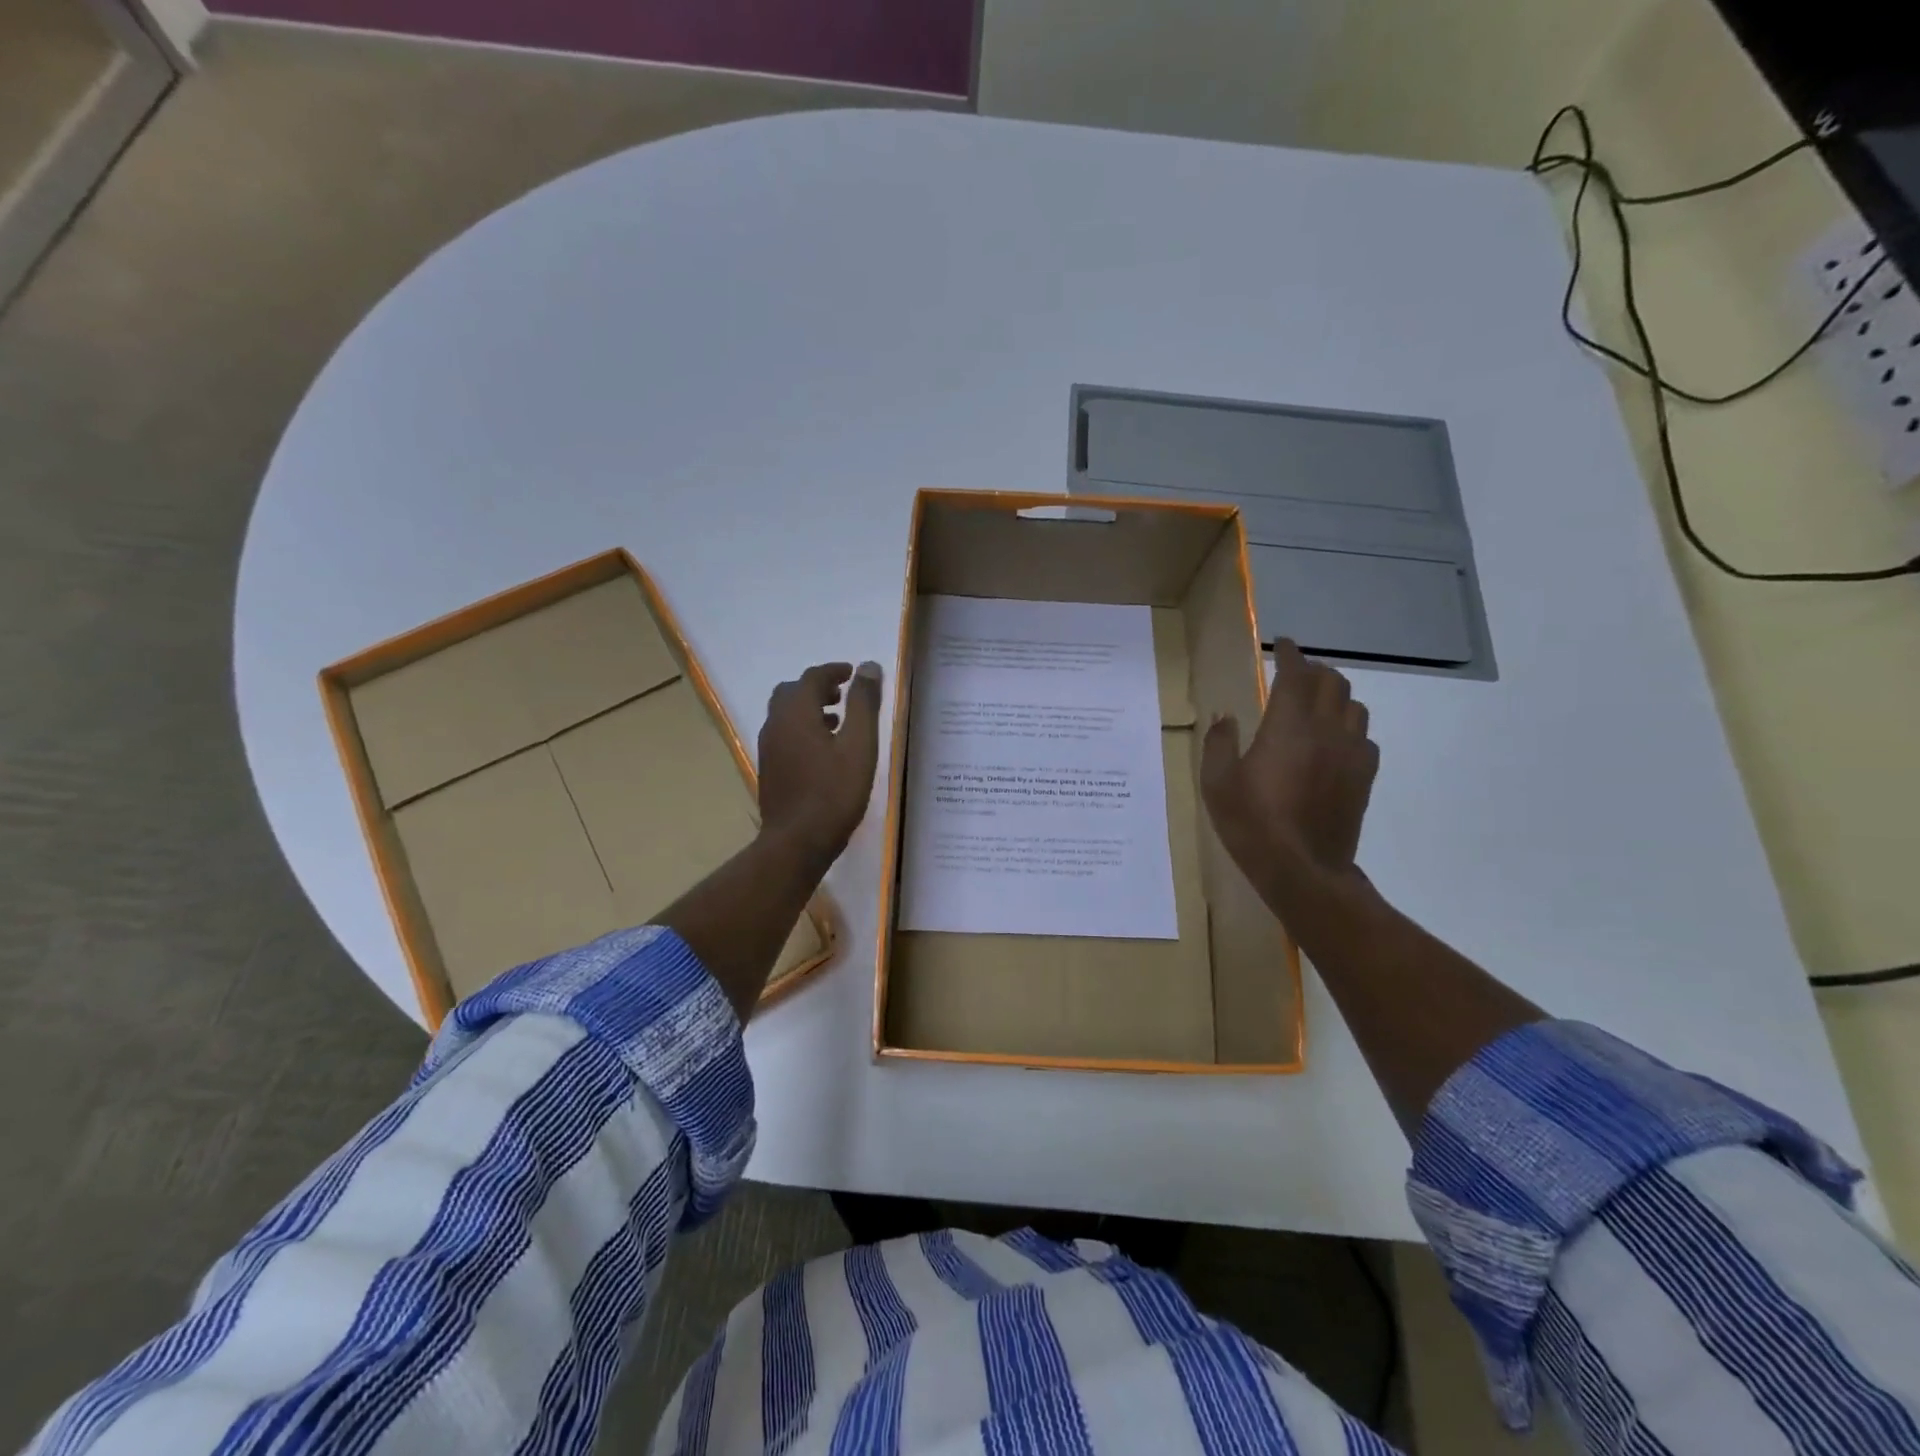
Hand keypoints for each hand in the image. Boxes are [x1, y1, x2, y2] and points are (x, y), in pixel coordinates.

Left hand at [757, 660, 883, 864]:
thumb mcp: (858, 745)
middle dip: (818, 688)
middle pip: (792, 692)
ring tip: (838, 719)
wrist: (796, 842)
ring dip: (809, 708)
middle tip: (843, 694)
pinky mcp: (770, 769)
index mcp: (796, 713)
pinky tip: (824, 750)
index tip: (853, 672)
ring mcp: (769, 748)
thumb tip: (867, 666)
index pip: (812, 678)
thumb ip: (862, 703)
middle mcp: (776, 724)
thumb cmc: (833, 792)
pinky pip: (785, 735)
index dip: (834, 671)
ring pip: (786, 715)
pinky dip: (803, 728)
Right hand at [1200, 639, 1378, 910]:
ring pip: (1354, 706)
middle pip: (1332, 682)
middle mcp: (1326, 730)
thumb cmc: (1251, 823)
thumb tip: (1226, 717)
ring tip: (1317, 703)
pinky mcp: (1364, 777)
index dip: (1290, 654)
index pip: (1296, 674)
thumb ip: (1218, 743)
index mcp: (1288, 726)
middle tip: (1296, 673)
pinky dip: (1349, 728)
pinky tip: (1335, 742)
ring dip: (1335, 696)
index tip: (1282, 644)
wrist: (1302, 869)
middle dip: (1314, 670)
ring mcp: (1351, 753)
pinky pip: (1365, 737)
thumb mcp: (1216, 783)